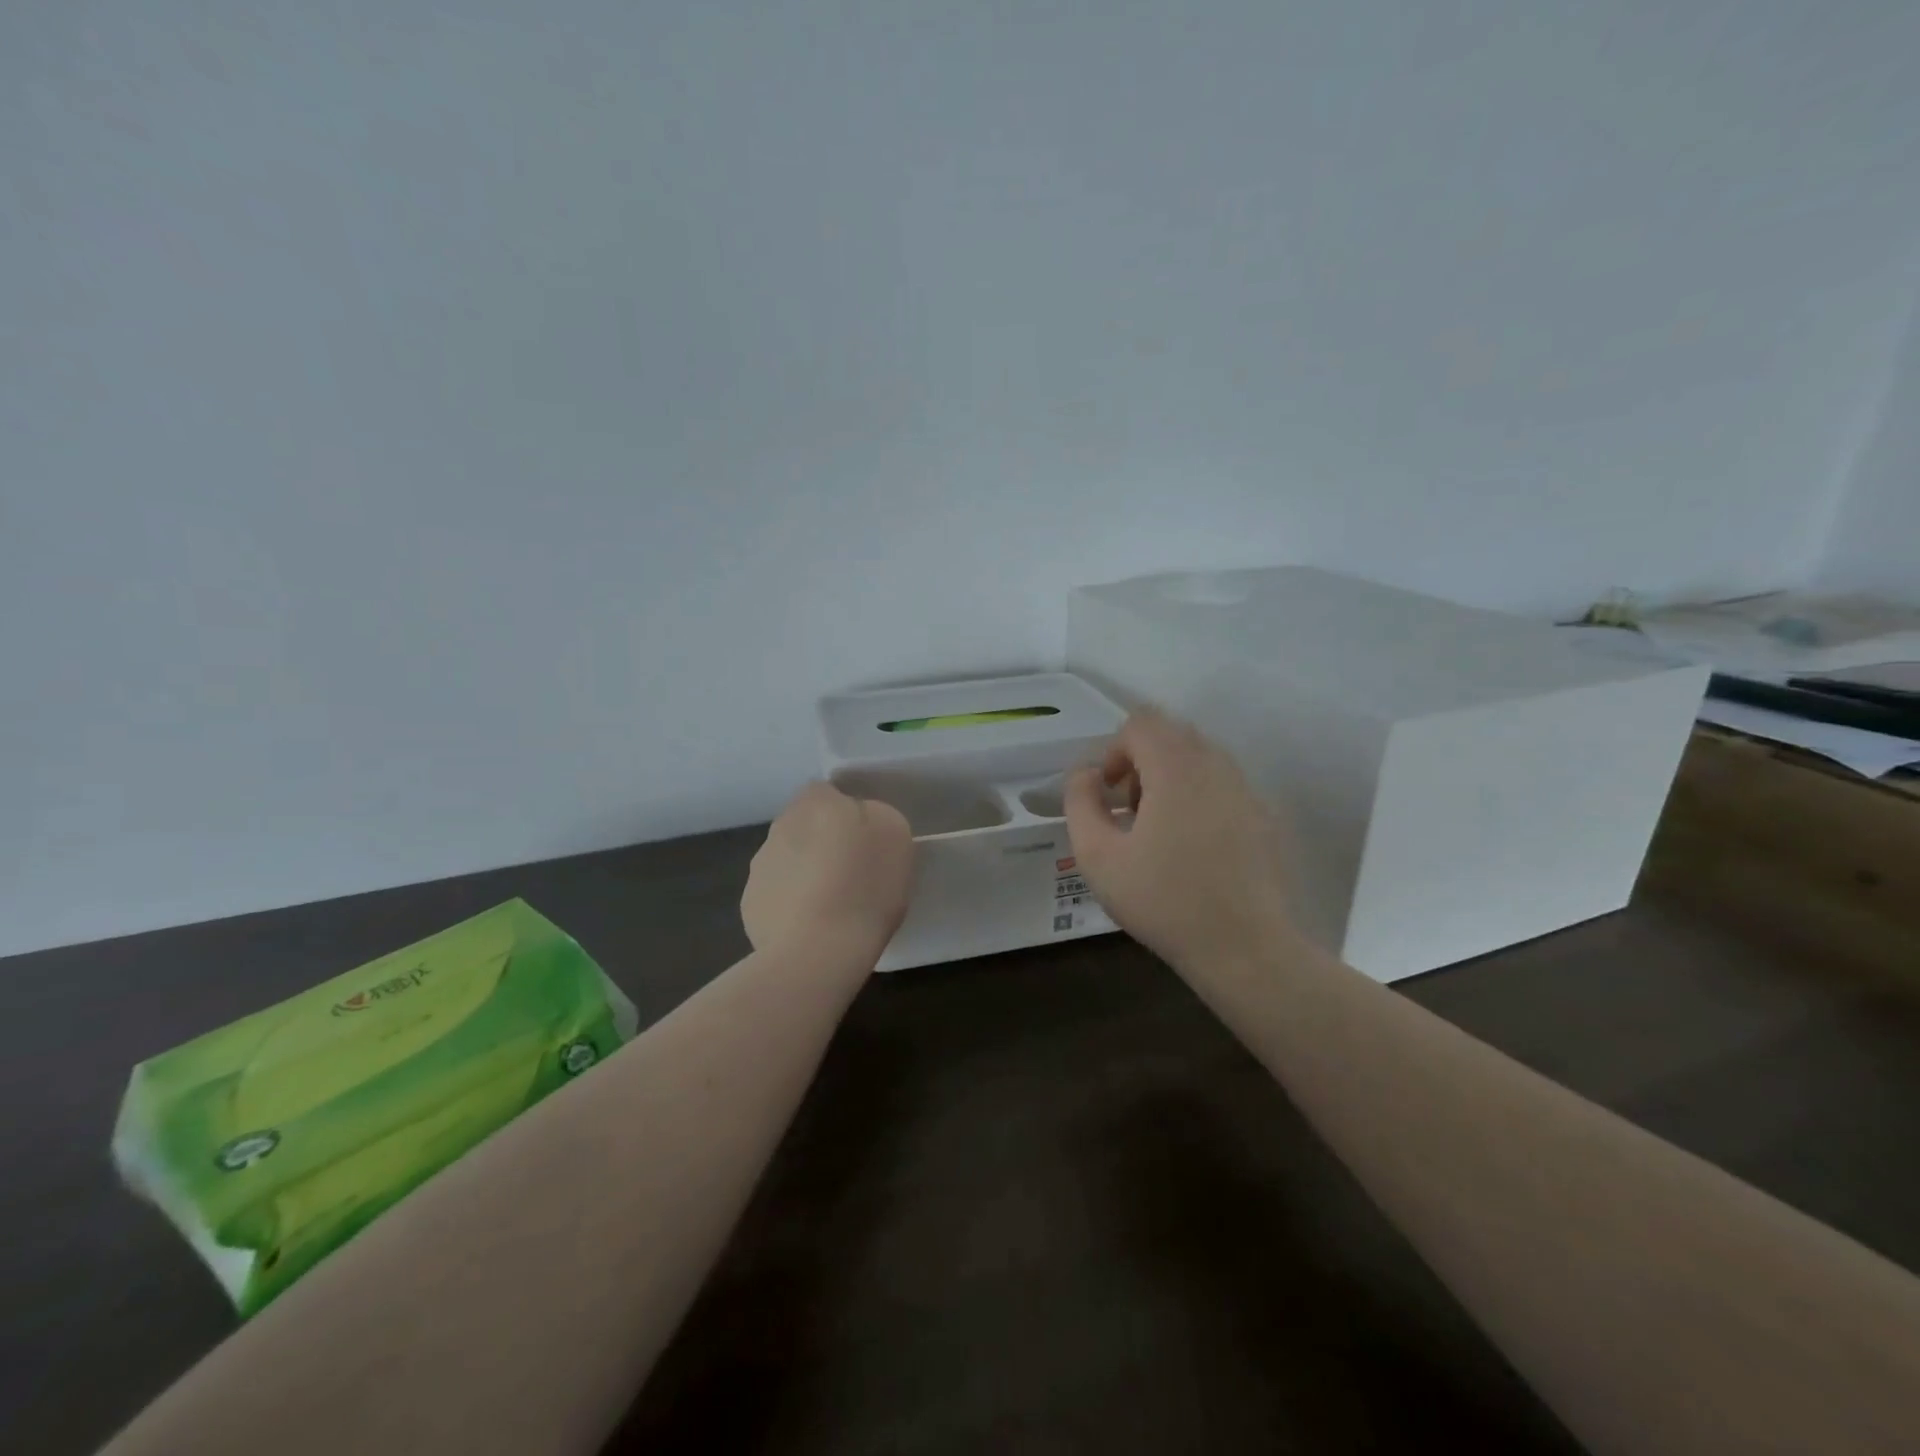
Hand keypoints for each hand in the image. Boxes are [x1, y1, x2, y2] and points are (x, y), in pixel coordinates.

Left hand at [742, 782, 915, 961]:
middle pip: (804, 826)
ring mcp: (759, 868)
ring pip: (788, 860)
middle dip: (823, 842)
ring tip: (834, 906)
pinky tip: (813, 928)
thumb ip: (874, 814)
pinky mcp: (751, 906)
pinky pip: (777, 896)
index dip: (845, 811)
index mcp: (815, 803)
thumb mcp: (894, 833)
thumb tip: (857, 818)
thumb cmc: (865, 885)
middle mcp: (779, 827)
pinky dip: (792, 906)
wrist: (819, 951)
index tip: (864, 837)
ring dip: (806, 873)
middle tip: (853, 871)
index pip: (825, 791)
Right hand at [1065, 708, 1293, 971]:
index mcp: (1176, 768)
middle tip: (1129, 810)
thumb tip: (1086, 774)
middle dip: (1141, 761)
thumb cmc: (1164, 901)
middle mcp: (1217, 765)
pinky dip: (1198, 797)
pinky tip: (1192, 848)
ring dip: (1169, 778)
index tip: (1108, 794)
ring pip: (1200, 758)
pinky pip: (1223, 785)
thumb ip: (1080, 802)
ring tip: (1157, 830)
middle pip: (1172, 734)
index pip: (1141, 723)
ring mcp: (1247, 790)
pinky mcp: (1265, 816)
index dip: (1114, 750)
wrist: (1246, 948)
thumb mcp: (1097, 857)